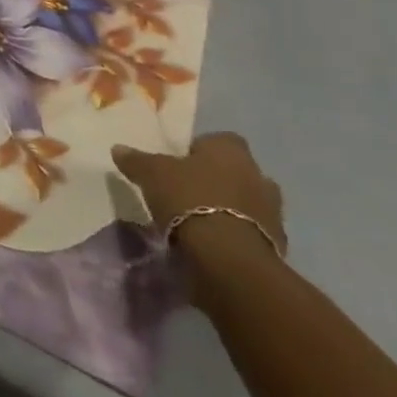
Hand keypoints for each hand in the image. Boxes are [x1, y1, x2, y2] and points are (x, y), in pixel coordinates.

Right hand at [112, 133, 286, 260]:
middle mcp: (259, 175)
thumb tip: (119, 148)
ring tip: (199, 220)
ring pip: (247, 202)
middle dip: (217, 179)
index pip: (218, 140)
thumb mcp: (151, 174)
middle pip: (236, 171)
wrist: (228, 257)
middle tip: (188, 191)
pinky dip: (235, 233)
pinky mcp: (277, 244)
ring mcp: (273, 212)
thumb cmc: (189, 199)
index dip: (200, 149)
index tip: (179, 163)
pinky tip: (212, 242)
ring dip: (229, 208)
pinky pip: (251, 231)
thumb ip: (136, 159)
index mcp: (231, 150)